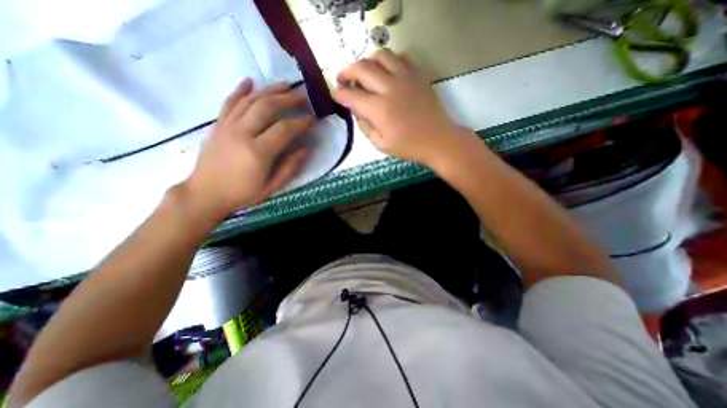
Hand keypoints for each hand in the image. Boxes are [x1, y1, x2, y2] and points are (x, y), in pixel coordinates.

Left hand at [181, 78, 311, 219]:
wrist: (205, 194)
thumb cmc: (242, 194)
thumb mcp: (272, 186)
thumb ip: (290, 166)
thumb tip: (306, 148)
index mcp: (258, 152)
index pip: (284, 129)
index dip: (301, 122)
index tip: (313, 118)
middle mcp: (241, 133)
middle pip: (267, 107)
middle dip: (288, 99)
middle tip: (303, 96)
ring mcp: (227, 126)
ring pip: (250, 100)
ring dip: (270, 90)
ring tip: (286, 85)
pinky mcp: (217, 124)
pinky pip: (229, 102)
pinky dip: (240, 90)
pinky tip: (250, 81)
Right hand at [330, 49, 478, 167]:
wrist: (437, 139)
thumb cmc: (408, 146)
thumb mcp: (381, 144)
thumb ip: (365, 126)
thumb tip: (356, 109)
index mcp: (379, 109)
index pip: (351, 95)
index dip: (339, 94)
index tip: (335, 95)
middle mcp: (389, 88)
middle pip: (361, 68)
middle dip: (346, 71)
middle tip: (343, 79)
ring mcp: (405, 78)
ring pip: (380, 56)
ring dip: (367, 62)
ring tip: (364, 73)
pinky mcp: (417, 75)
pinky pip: (400, 57)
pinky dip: (388, 61)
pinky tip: (386, 72)